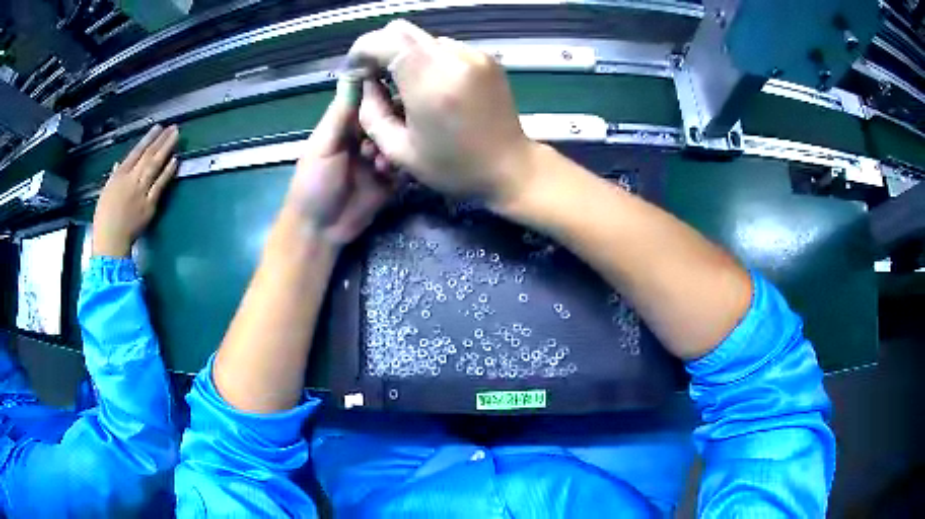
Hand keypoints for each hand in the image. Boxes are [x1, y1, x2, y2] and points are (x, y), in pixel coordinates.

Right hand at [92, 125, 178, 256]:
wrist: (111, 240)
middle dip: (161, 139)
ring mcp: (141, 191)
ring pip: (155, 165)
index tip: (157, 127)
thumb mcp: (106, 192)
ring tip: (176, 137)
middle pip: (149, 155)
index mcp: (119, 175)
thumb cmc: (104, 218)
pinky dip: (168, 172)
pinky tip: (176, 161)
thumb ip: (114, 176)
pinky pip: (160, 184)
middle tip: (173, 127)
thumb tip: (119, 164)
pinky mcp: (150, 204)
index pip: (136, 152)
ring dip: (167, 149)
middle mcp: (131, 179)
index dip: (148, 138)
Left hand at [283, 78, 397, 246]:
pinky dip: (402, 167)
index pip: (370, 98)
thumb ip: (340, 113)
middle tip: (390, 133)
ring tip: (380, 164)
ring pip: (401, 139)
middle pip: (391, 116)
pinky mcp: (392, 179)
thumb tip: (354, 72)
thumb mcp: (322, 146)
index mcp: (345, 124)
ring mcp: (380, 157)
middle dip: (393, 122)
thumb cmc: (312, 185)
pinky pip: (406, 165)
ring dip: (395, 148)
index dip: (382, 91)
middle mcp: (366, 136)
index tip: (399, 85)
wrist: (320, 231)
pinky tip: (389, 174)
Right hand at [352, 20, 538, 207]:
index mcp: (430, 82)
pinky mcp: (486, 58)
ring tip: (408, 87)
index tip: (356, 71)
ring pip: (423, 39)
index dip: (361, 51)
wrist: (510, 167)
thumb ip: (372, 113)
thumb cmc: (454, 167)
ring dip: (406, 56)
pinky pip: (445, 48)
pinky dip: (430, 61)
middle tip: (376, 77)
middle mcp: (454, 58)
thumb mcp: (399, 151)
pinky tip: (433, 87)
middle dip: (381, 49)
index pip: (384, 41)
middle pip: (402, 30)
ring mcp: (474, 55)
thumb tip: (364, 84)